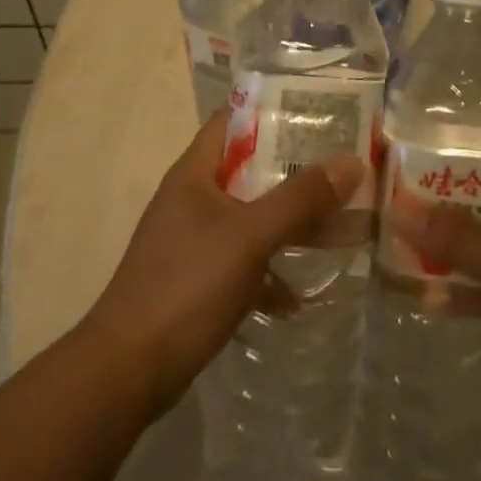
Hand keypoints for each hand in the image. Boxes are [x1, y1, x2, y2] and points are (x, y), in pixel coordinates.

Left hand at [82, 109, 363, 422]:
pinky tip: (302, 293)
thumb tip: (352, 161)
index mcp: (195, 172)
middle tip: (342, 164)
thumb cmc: (186, 285)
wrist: (127, 372)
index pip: (235, 119)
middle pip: (250, 168)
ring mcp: (194, 240)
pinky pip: (245, 260)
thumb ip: (300, 198)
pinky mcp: (199, 280)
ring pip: (251, 216)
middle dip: (294, 168)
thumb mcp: (249, 235)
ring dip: (289, 220)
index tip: (320, 110)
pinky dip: (272, 269)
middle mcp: (193, 198)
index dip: (275, 108)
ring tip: (338, 222)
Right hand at [392, 161, 480, 480]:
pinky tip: (409, 285)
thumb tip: (400, 208)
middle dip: (446, 193)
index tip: (426, 137)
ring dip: (441, 238)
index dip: (475, 144)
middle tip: (395, 182)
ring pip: (476, 244)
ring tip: (393, 227)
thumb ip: (460, 238)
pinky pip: (473, 286)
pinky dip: (446, 284)